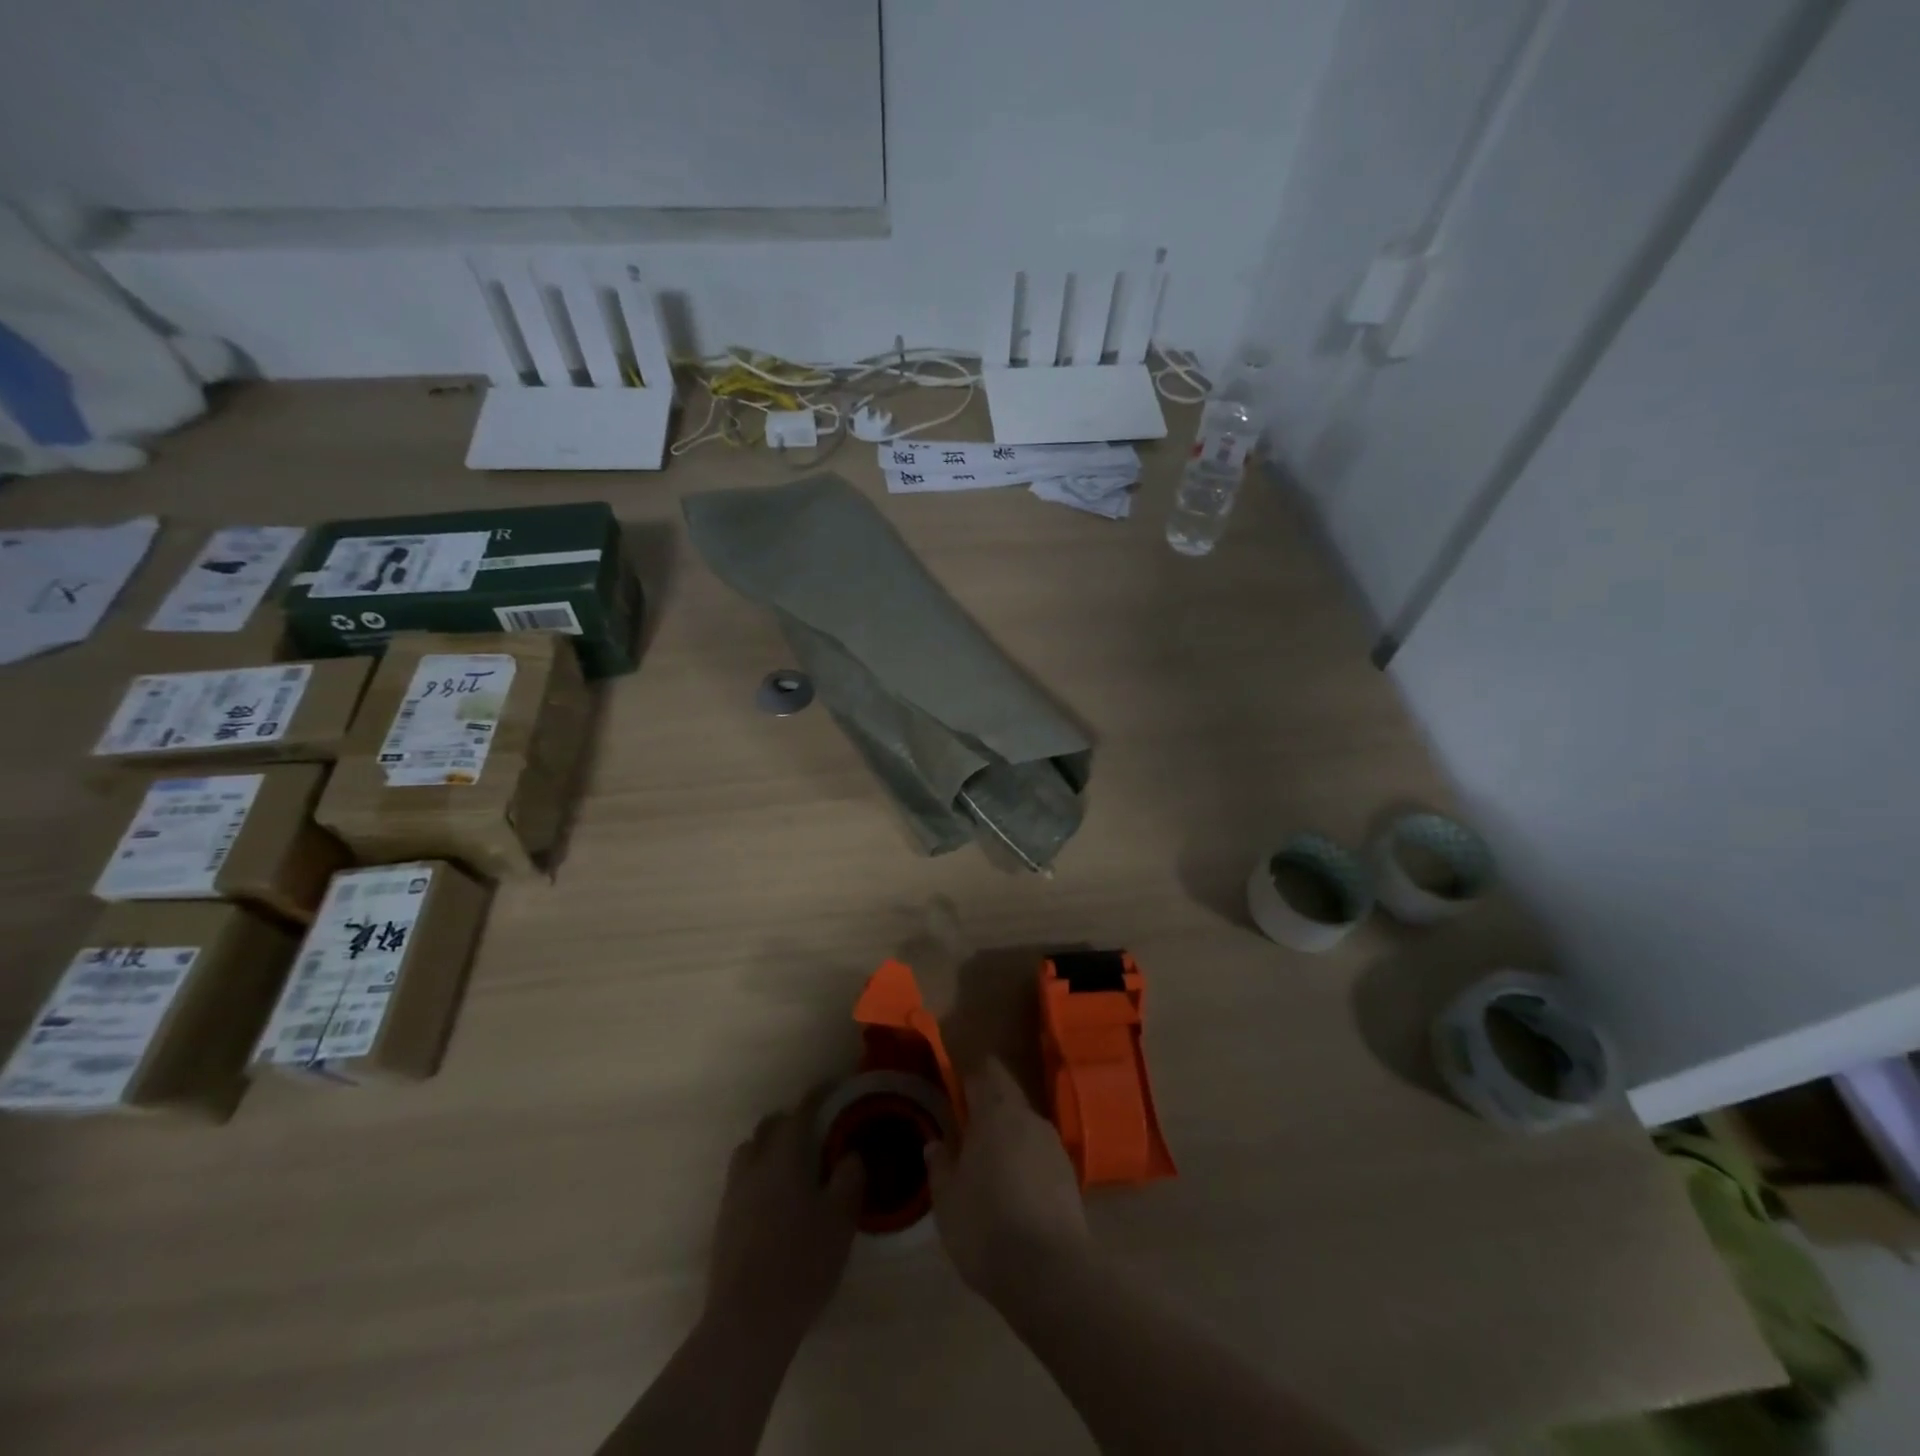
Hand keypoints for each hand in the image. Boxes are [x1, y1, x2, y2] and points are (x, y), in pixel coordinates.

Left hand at [705, 1094, 863, 1343]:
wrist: (748, 1321)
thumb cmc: (802, 1261)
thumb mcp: (841, 1217)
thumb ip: (848, 1177)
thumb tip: (849, 1154)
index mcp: (783, 1156)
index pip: (801, 1111)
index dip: (818, 1096)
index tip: (833, 1087)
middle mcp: (754, 1166)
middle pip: (768, 1127)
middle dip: (790, 1120)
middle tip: (815, 1129)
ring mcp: (733, 1195)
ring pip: (749, 1153)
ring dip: (769, 1148)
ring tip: (792, 1165)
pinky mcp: (723, 1224)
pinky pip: (742, 1182)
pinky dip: (759, 1177)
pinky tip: (776, 1202)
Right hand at [925, 1059, 1088, 1298]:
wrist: (1049, 1272)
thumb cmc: (986, 1225)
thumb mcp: (947, 1198)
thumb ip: (940, 1164)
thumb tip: (935, 1143)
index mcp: (996, 1112)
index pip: (986, 1072)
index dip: (971, 1075)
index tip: (957, 1084)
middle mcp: (1029, 1118)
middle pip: (1007, 1098)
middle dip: (988, 1110)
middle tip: (966, 1130)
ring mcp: (1054, 1146)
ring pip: (1025, 1128)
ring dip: (1008, 1139)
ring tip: (988, 1165)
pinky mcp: (1070, 1176)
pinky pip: (1040, 1156)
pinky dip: (1026, 1164)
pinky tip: (1014, 1192)